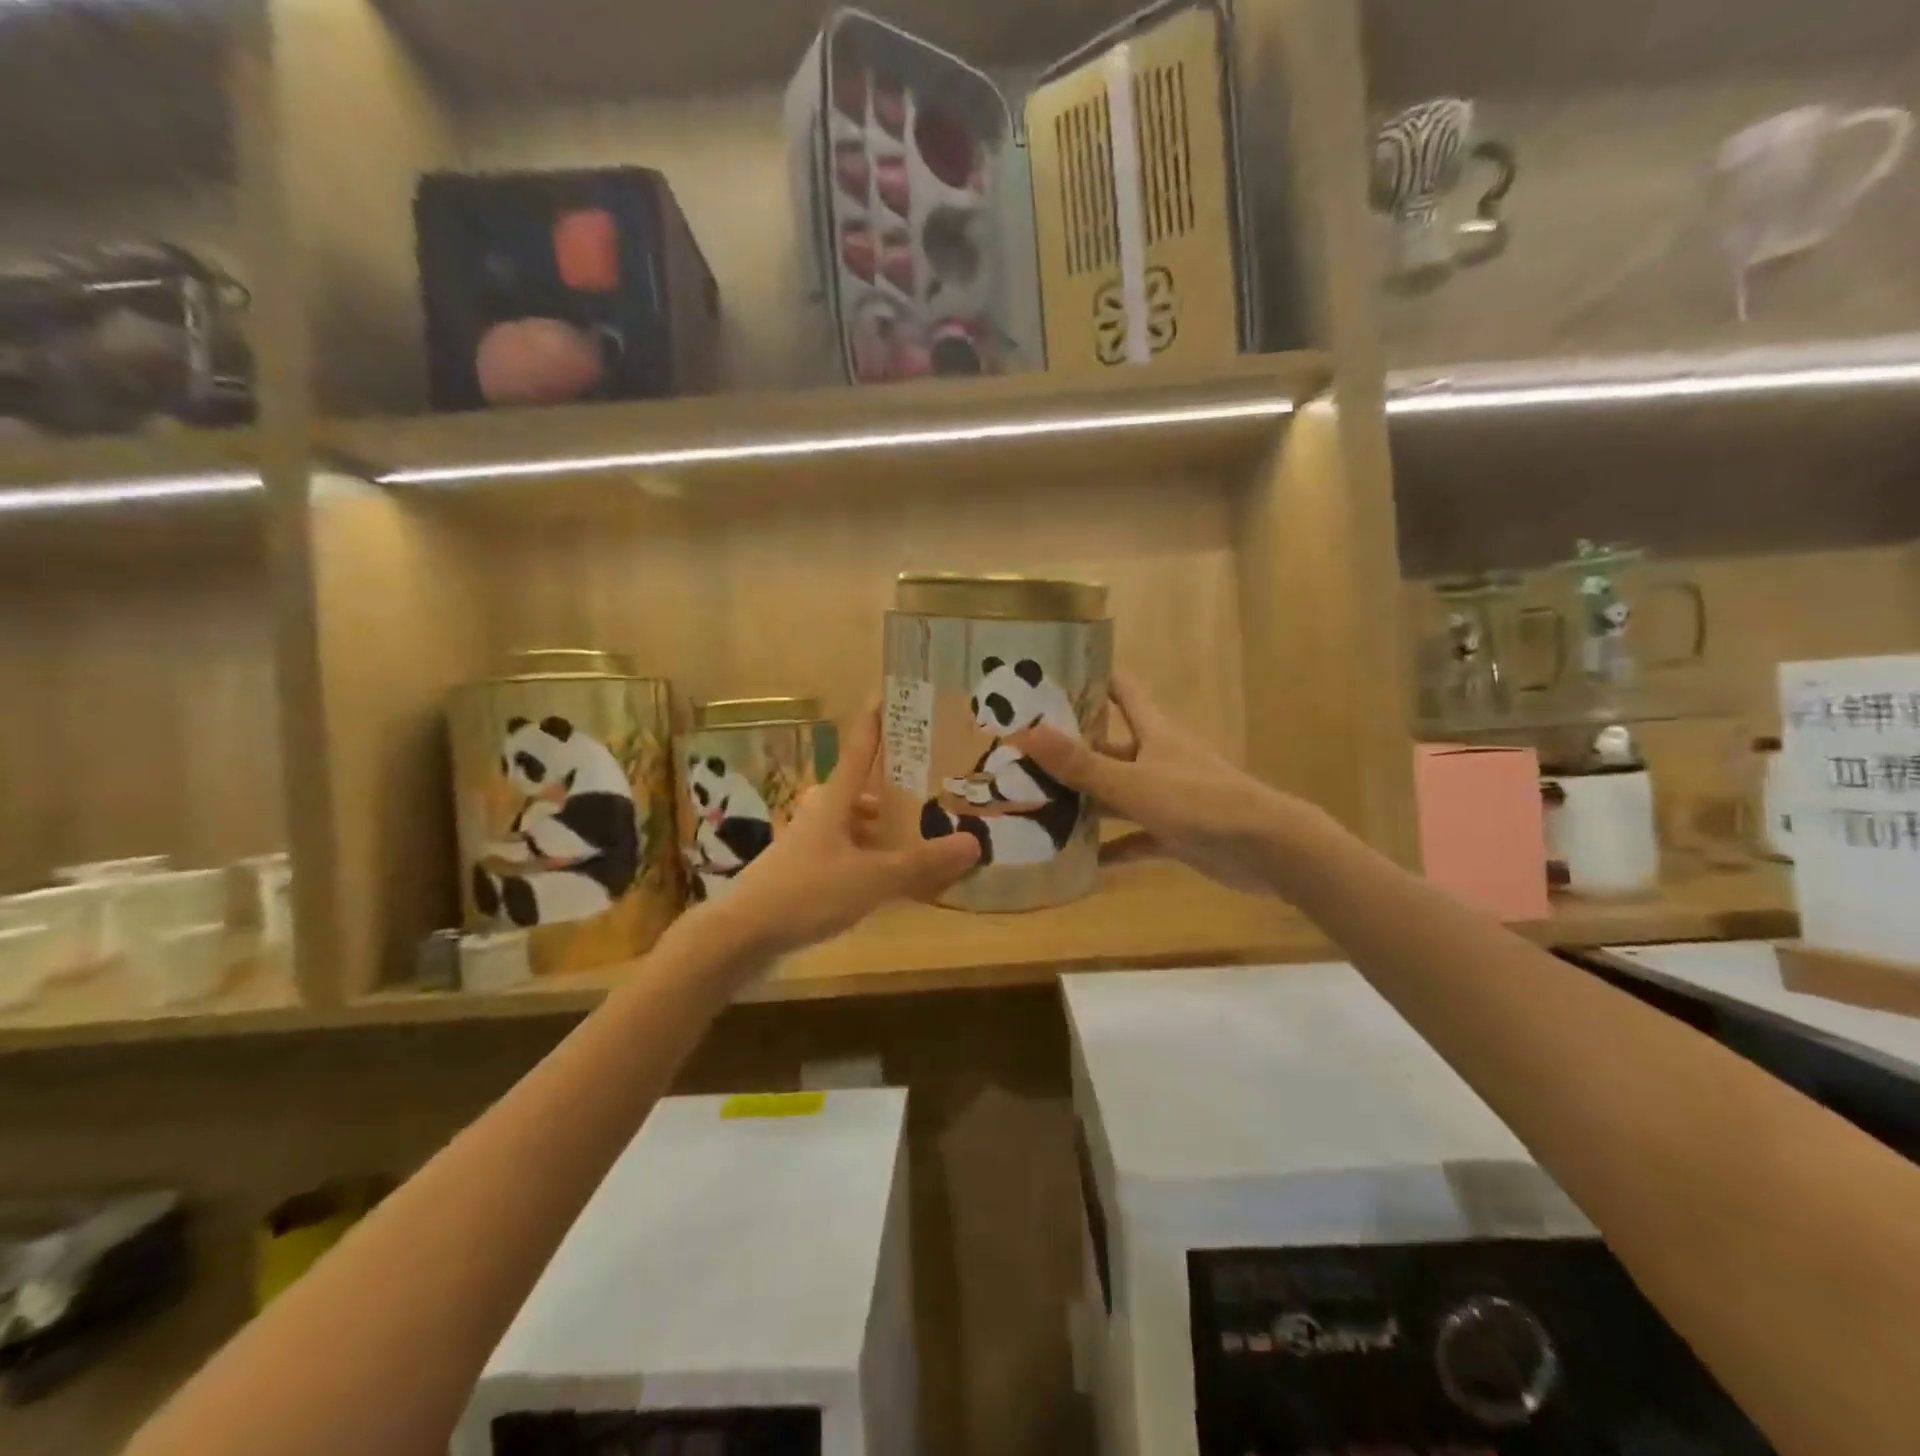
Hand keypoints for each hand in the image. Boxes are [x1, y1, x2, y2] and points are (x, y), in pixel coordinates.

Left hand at [714, 703, 979, 957]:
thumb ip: (921, 862)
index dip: (874, 724)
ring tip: (916, 838)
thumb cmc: (808, 892)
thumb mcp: (872, 878)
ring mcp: (808, 844)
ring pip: (851, 824)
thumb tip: (974, 842)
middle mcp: (820, 814)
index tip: (885, 694)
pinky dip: (868, 857)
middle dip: (890, 788)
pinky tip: (886, 879)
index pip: (859, 751)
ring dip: (880, 827)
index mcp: (834, 801)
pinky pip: (845, 853)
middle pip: (858, 790)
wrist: (744, 934)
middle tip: (927, 789)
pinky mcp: (803, 872)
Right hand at [1020, 672, 1302, 895]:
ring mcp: (1168, 797)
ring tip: (1036, 806)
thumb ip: (1080, 763)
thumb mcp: (1132, 781)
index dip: (1093, 682)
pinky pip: (1134, 838)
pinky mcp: (1175, 834)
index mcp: (1154, 732)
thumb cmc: (1199, 801)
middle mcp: (1158, 759)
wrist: (1267, 849)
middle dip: (1072, 751)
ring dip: (1085, 801)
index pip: (1123, 692)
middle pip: (1110, 747)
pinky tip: (1079, 859)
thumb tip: (1025, 732)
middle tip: (1022, 755)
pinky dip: (1111, 847)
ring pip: (1118, 794)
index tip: (1052, 682)